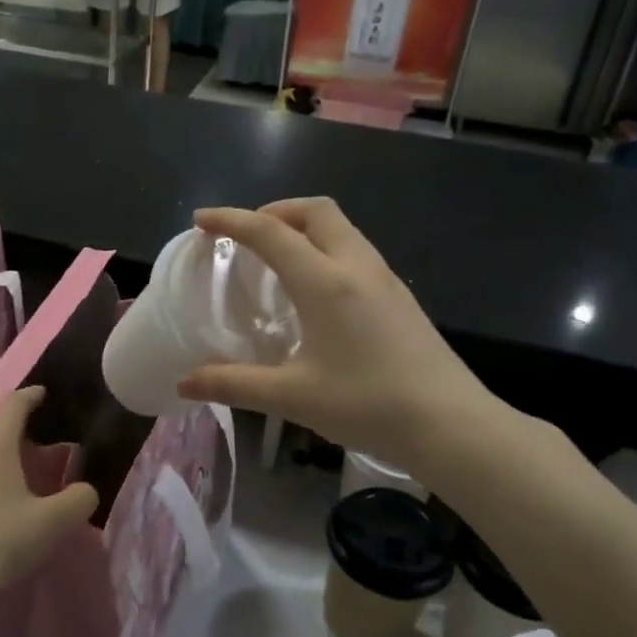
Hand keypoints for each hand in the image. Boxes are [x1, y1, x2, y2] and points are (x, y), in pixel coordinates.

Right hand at [177, 198, 507, 471]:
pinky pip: (355, 250)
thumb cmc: (369, 405)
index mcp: (325, 282)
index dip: (231, 220)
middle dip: (275, 211)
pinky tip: (316, 291)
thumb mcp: (292, 397)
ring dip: (303, 228)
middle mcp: (356, 267)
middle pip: (315, 211)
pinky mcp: (400, 297)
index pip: (270, 232)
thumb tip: (183, 384)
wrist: (453, 426)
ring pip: (340, 228)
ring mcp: (384, 279)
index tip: (201, 221)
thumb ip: (234, 384)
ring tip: (277, 259)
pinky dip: (325, 248)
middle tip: (246, 237)